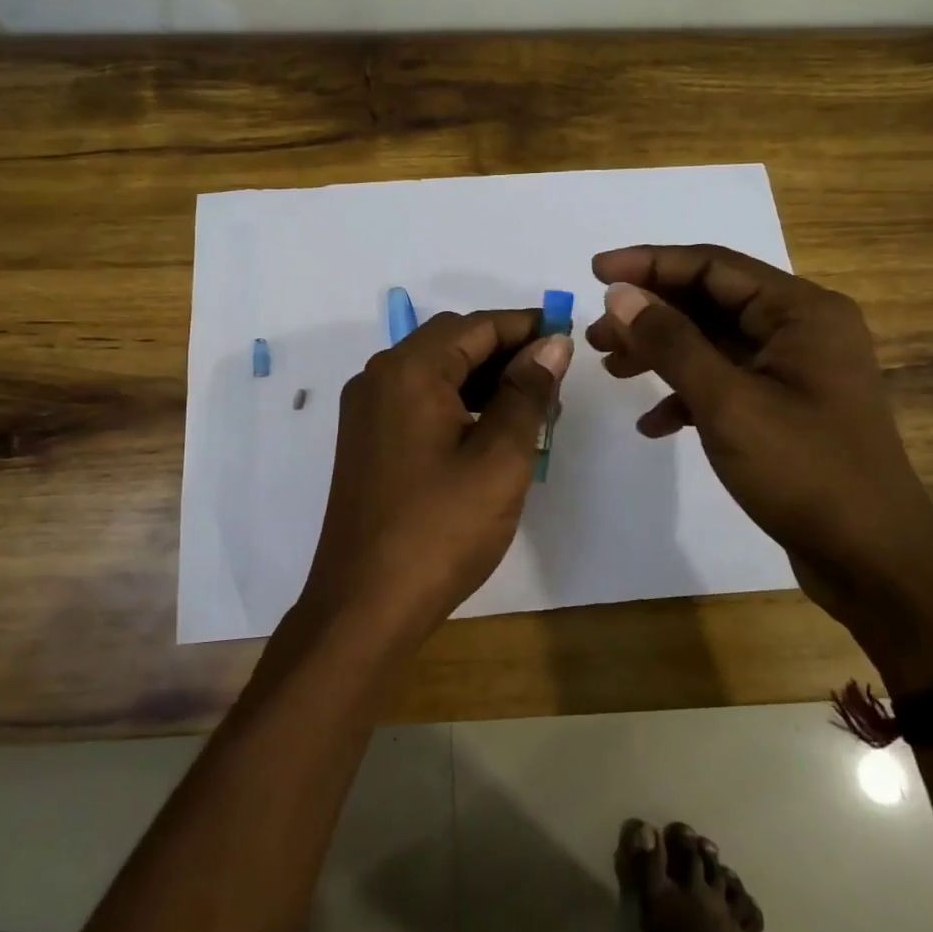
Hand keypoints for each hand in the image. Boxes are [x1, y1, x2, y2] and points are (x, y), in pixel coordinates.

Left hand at [295, 310, 571, 652]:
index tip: (568, 338)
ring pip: (435, 371)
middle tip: (555, 379)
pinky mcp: (367, 440)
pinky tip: (490, 429)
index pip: (477, 325)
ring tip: (533, 406)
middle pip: (452, 342)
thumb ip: (527, 393)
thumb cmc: (440, 529)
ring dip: (483, 378)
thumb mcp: (499, 459)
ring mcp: (367, 410)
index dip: (526, 326)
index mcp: (409, 370)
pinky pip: (418, 400)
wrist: (364, 606)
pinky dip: (457, 402)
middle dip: (506, 352)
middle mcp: (379, 377)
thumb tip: (552, 344)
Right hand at [586, 244, 932, 687]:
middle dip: (650, 314)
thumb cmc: (804, 471)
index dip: (649, 263)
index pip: (712, 265)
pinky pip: (726, 382)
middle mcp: (802, 329)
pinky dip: (687, 394)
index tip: (594, 272)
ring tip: (610, 368)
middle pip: (710, 302)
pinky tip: (653, 423)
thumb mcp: (726, 402)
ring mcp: (796, 371)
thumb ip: (670, 341)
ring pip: (713, 343)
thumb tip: (619, 294)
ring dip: (661, 352)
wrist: (875, 562)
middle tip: (594, 334)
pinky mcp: (787, 408)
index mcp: (800, 311)